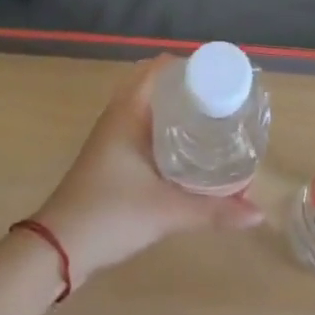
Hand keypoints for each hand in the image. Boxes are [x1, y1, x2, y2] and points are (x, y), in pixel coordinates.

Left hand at [34, 55, 262, 280]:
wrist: (57, 250)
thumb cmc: (110, 214)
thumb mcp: (167, 211)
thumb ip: (213, 211)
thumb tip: (258, 212)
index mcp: (129, 111)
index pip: (160, 67)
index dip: (190, 65)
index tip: (222, 76)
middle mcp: (119, 115)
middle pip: (156, 84)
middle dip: (188, 87)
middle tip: (222, 99)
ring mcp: (111, 136)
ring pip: (148, 107)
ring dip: (175, 107)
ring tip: (211, 119)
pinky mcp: (109, 157)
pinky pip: (142, 125)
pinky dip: (164, 127)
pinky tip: (186, 148)